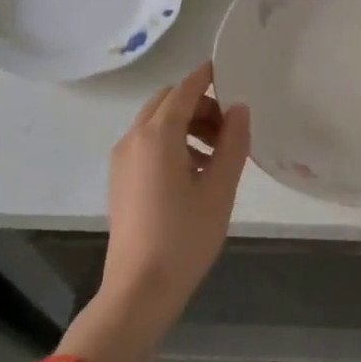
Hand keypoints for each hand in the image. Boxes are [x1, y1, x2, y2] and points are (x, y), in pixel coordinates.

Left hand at [102, 61, 250, 334]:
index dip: (207, 76)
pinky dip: (172, 142)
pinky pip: (147, 144)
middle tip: (230, 126)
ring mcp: (123, 160)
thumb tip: (239, 109)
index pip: (184, 89)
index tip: (231, 71)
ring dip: (187, 124)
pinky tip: (196, 171)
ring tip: (218, 152)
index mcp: (157, 135)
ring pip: (156, 123)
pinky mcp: (121, 179)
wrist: (139, 290)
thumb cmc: (185, 237)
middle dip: (199, 104)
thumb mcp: (220, 189)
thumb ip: (233, 143)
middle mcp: (134, 139)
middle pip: (167, 102)